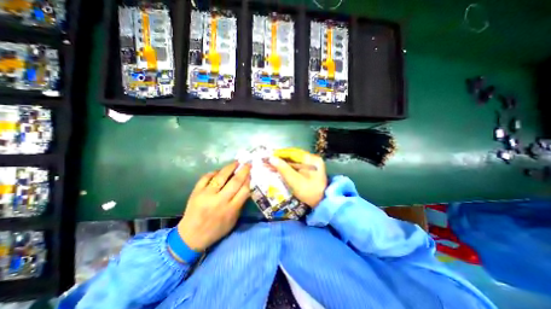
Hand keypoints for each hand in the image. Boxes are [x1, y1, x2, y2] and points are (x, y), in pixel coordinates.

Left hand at [178, 161, 251, 251]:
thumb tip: (245, 187)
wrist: (191, 236)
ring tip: (236, 162)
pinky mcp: (196, 192)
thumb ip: (240, 204)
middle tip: (247, 164)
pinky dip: (213, 172)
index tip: (250, 174)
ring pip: (221, 177)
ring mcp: (207, 195)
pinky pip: (206, 178)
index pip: (244, 190)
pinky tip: (218, 171)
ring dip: (230, 167)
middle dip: (243, 171)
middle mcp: (220, 201)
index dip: (248, 180)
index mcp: (231, 209)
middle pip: (235, 181)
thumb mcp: (233, 220)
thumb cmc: (216, 229)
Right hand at [270, 147, 325, 206]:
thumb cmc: (309, 192)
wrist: (321, 203)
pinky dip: (287, 167)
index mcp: (311, 159)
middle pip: (293, 156)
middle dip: (280, 159)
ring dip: (282, 163)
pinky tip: (279, 169)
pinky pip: (296, 166)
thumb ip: (283, 168)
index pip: (292, 153)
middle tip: (268, 161)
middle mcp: (312, 159)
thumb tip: (271, 158)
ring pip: (293, 161)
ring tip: (271, 165)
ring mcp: (311, 164)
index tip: (269, 156)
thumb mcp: (295, 180)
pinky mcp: (309, 169)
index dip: (280, 154)